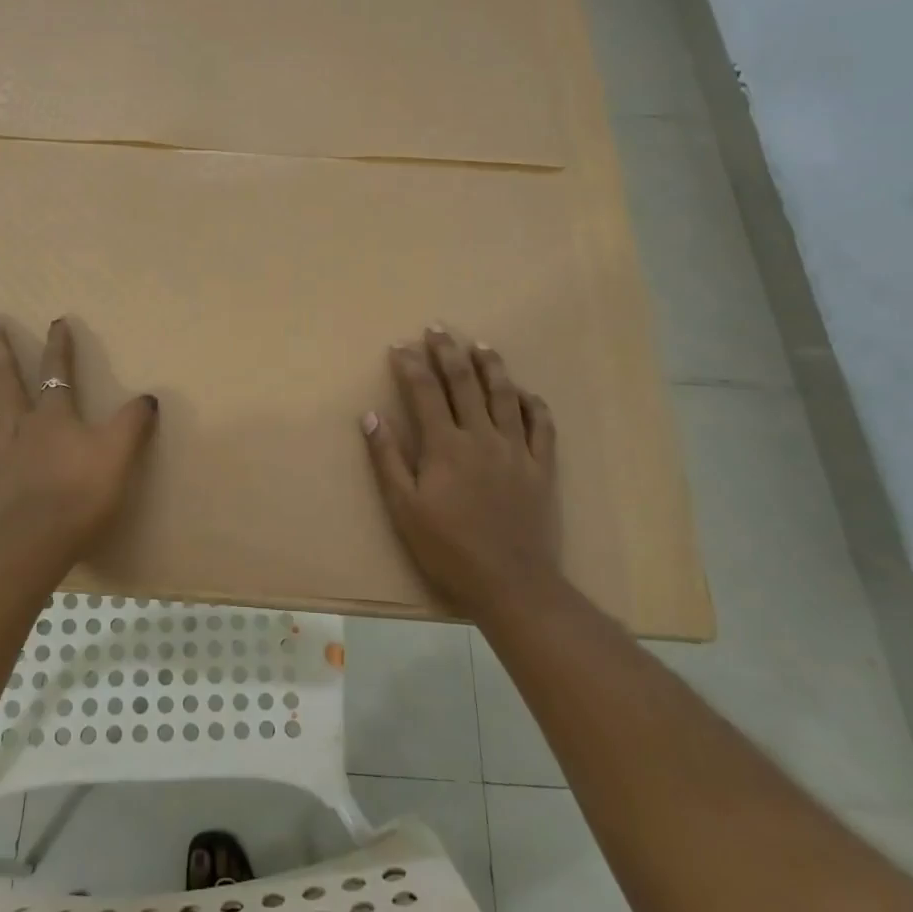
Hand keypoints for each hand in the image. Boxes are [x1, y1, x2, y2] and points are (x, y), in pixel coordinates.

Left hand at [0, 316, 158, 557]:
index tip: (56, 321)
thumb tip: (148, 396)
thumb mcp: (120, 453)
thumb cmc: (83, 494)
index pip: (57, 373)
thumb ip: (133, 422)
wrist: (40, 540)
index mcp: (53, 417)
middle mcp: (19, 427)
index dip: (59, 346)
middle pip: (7, 382)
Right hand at [362, 326, 562, 618]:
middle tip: (438, 328)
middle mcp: (482, 437)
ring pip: (505, 396)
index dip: (411, 364)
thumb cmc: (447, 548)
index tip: (400, 344)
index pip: (425, 392)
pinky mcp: (541, 468)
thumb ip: (387, 459)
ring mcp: (516, 450)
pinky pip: (541, 426)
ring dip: (491, 366)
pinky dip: (533, 404)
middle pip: (464, 383)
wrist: (510, 583)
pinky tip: (526, 393)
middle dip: (448, 352)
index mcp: (445, 445)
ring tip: (481, 345)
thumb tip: (371, 416)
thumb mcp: (404, 508)